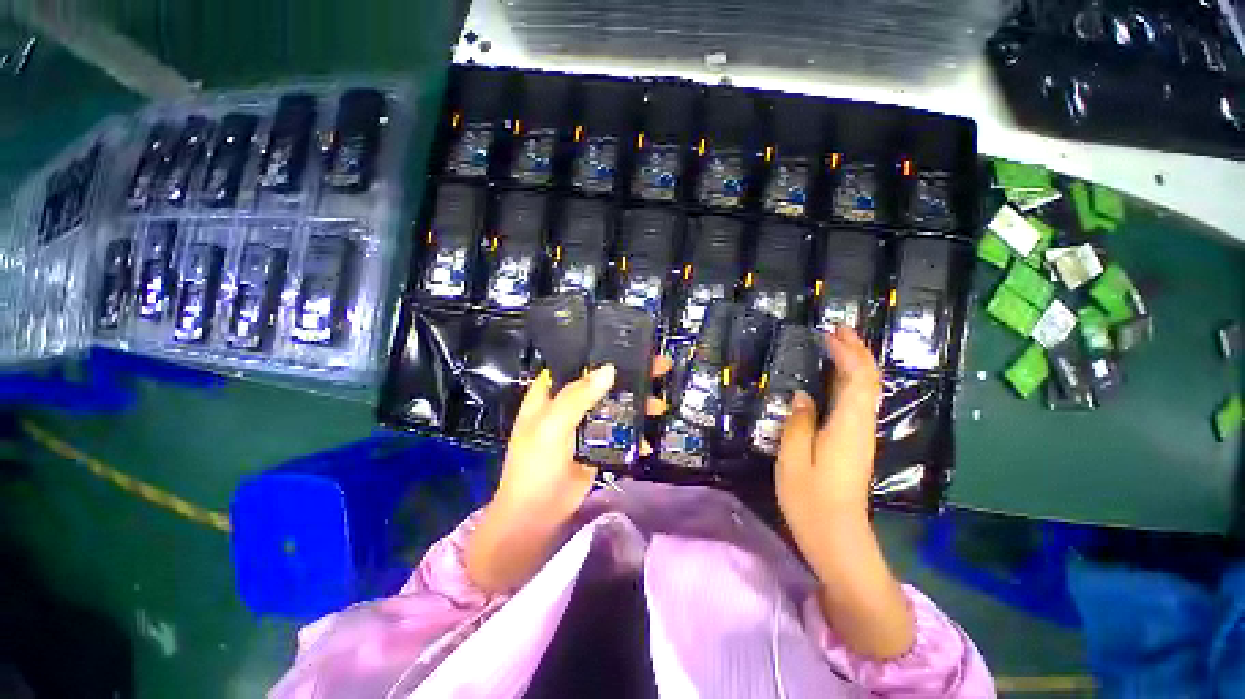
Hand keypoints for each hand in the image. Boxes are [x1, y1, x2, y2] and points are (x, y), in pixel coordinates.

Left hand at [494, 356, 672, 520]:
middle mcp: (570, 402)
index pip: (578, 361)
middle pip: (603, 381)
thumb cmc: (535, 465)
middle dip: (631, 375)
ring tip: (660, 405)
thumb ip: (577, 397)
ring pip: (615, 404)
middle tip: (660, 367)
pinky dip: (634, 432)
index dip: (602, 350)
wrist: (537, 515)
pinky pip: (620, 430)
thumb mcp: (551, 426)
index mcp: (552, 391)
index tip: (631, 343)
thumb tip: (609, 369)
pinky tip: (648, 440)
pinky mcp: (598, 442)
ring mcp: (586, 423)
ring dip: (637, 403)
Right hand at [775, 325, 912, 659]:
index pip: (858, 379)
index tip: (831, 332)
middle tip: (837, 330)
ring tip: (836, 346)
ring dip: (855, 365)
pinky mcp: (855, 445)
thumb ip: (798, 424)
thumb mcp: (793, 460)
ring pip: (866, 391)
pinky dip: (850, 383)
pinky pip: (858, 404)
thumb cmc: (811, 502)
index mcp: (847, 427)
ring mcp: (861, 437)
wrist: (838, 540)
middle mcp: (861, 427)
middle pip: (869, 381)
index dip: (849, 352)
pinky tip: (835, 380)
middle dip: (857, 352)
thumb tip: (803, 396)